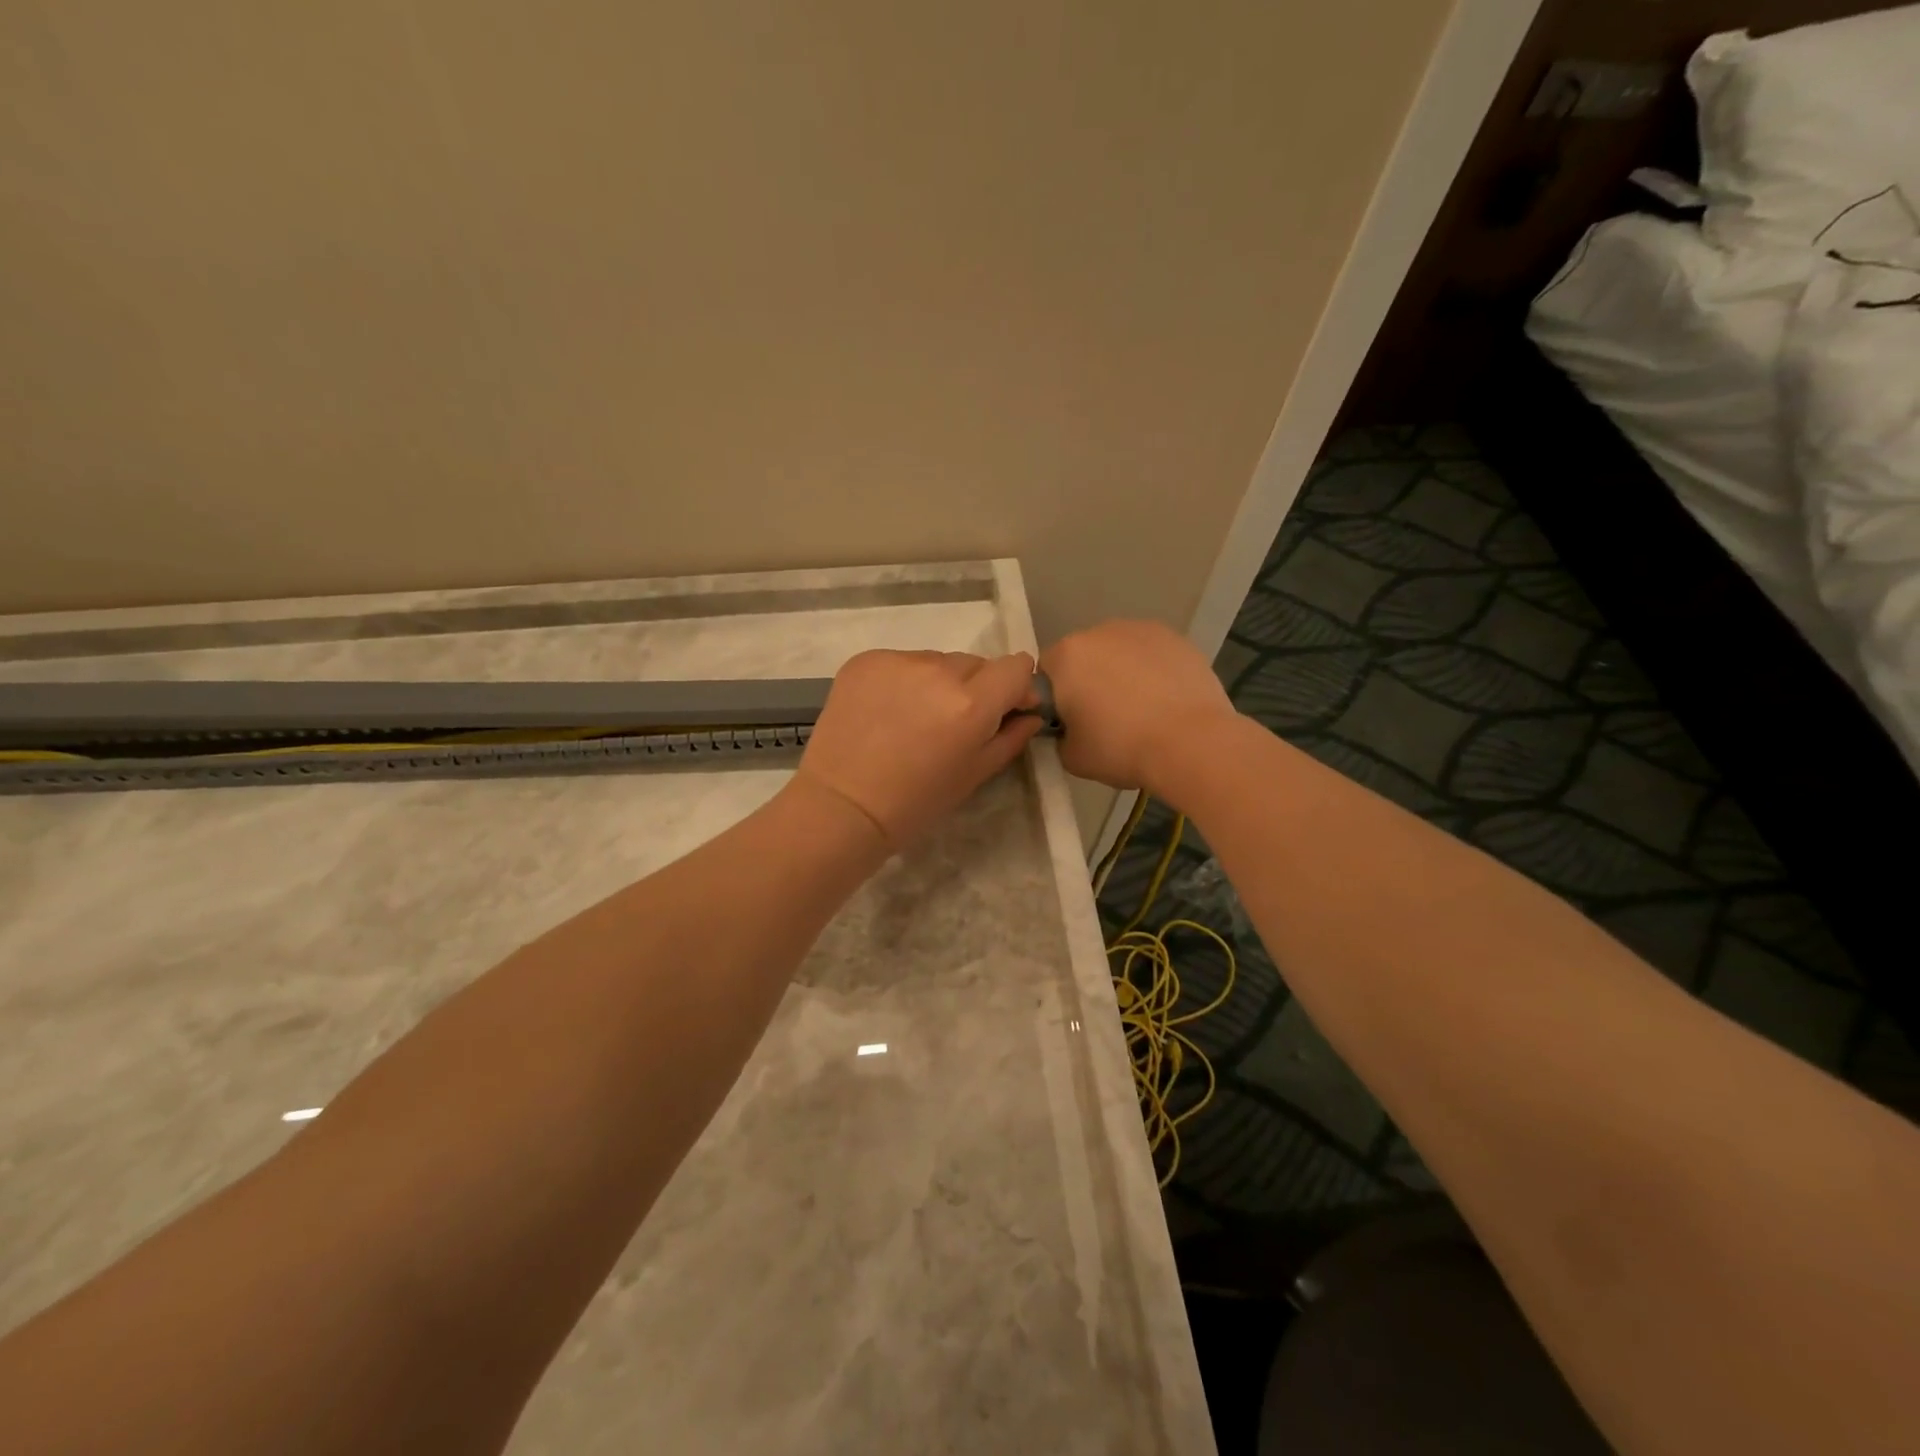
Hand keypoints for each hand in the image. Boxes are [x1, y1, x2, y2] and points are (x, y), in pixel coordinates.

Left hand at [796, 649, 1042, 848]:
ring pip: (937, 661)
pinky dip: (903, 681)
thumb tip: (1030, 713)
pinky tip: (887, 712)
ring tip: (915, 719)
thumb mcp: (975, 774)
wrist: (842, 806)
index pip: (1016, 666)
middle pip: (975, 663)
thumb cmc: (916, 802)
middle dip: (976, 688)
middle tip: (954, 724)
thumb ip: (1011, 737)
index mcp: (971, 703)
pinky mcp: (865, 660)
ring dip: (938, 683)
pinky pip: (901, 662)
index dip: (1017, 686)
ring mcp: (898, 661)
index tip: (1007, 708)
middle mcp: (938, 670)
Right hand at [1040, 620, 1237, 796]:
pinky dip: (1153, 671)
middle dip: (1089, 679)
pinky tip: (1166, 700)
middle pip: (1084, 655)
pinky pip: (1152, 655)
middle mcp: (1100, 632)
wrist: (1191, 743)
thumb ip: (1061, 736)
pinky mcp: (1177, 639)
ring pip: (1120, 651)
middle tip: (1105, 717)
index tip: (1069, 721)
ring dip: (1122, 672)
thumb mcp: (1072, 756)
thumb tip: (1071, 730)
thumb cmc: (1121, 748)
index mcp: (1067, 656)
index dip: (1055, 697)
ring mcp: (1142, 630)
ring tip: (1141, 708)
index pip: (1046, 671)